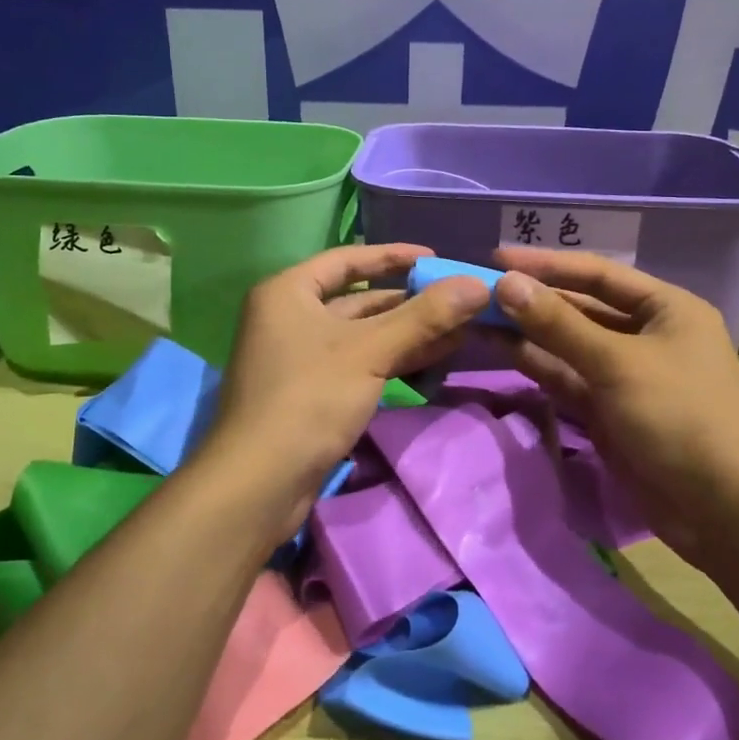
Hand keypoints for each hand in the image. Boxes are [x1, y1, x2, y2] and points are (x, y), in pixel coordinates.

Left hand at [203, 243, 491, 542]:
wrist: (259, 483)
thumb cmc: (309, 398)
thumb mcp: (370, 352)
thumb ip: (424, 317)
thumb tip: (479, 284)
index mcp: (289, 291)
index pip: (348, 260)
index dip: (394, 256)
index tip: (437, 258)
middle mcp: (289, 317)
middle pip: (359, 300)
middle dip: (410, 304)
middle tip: (460, 304)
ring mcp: (299, 357)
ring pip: (362, 336)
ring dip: (408, 336)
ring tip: (459, 334)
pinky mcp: (310, 392)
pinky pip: (358, 364)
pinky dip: (391, 362)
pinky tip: (431, 364)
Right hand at [493, 247, 738, 566]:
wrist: (723, 510)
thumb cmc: (680, 416)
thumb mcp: (617, 363)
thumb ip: (558, 323)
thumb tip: (506, 283)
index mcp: (665, 309)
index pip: (598, 273)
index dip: (547, 265)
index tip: (497, 258)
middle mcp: (645, 335)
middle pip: (580, 308)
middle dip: (532, 300)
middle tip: (478, 291)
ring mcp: (624, 375)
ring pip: (567, 345)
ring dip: (527, 332)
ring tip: (476, 318)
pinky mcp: (607, 411)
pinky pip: (566, 378)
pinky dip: (536, 365)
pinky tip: (500, 349)